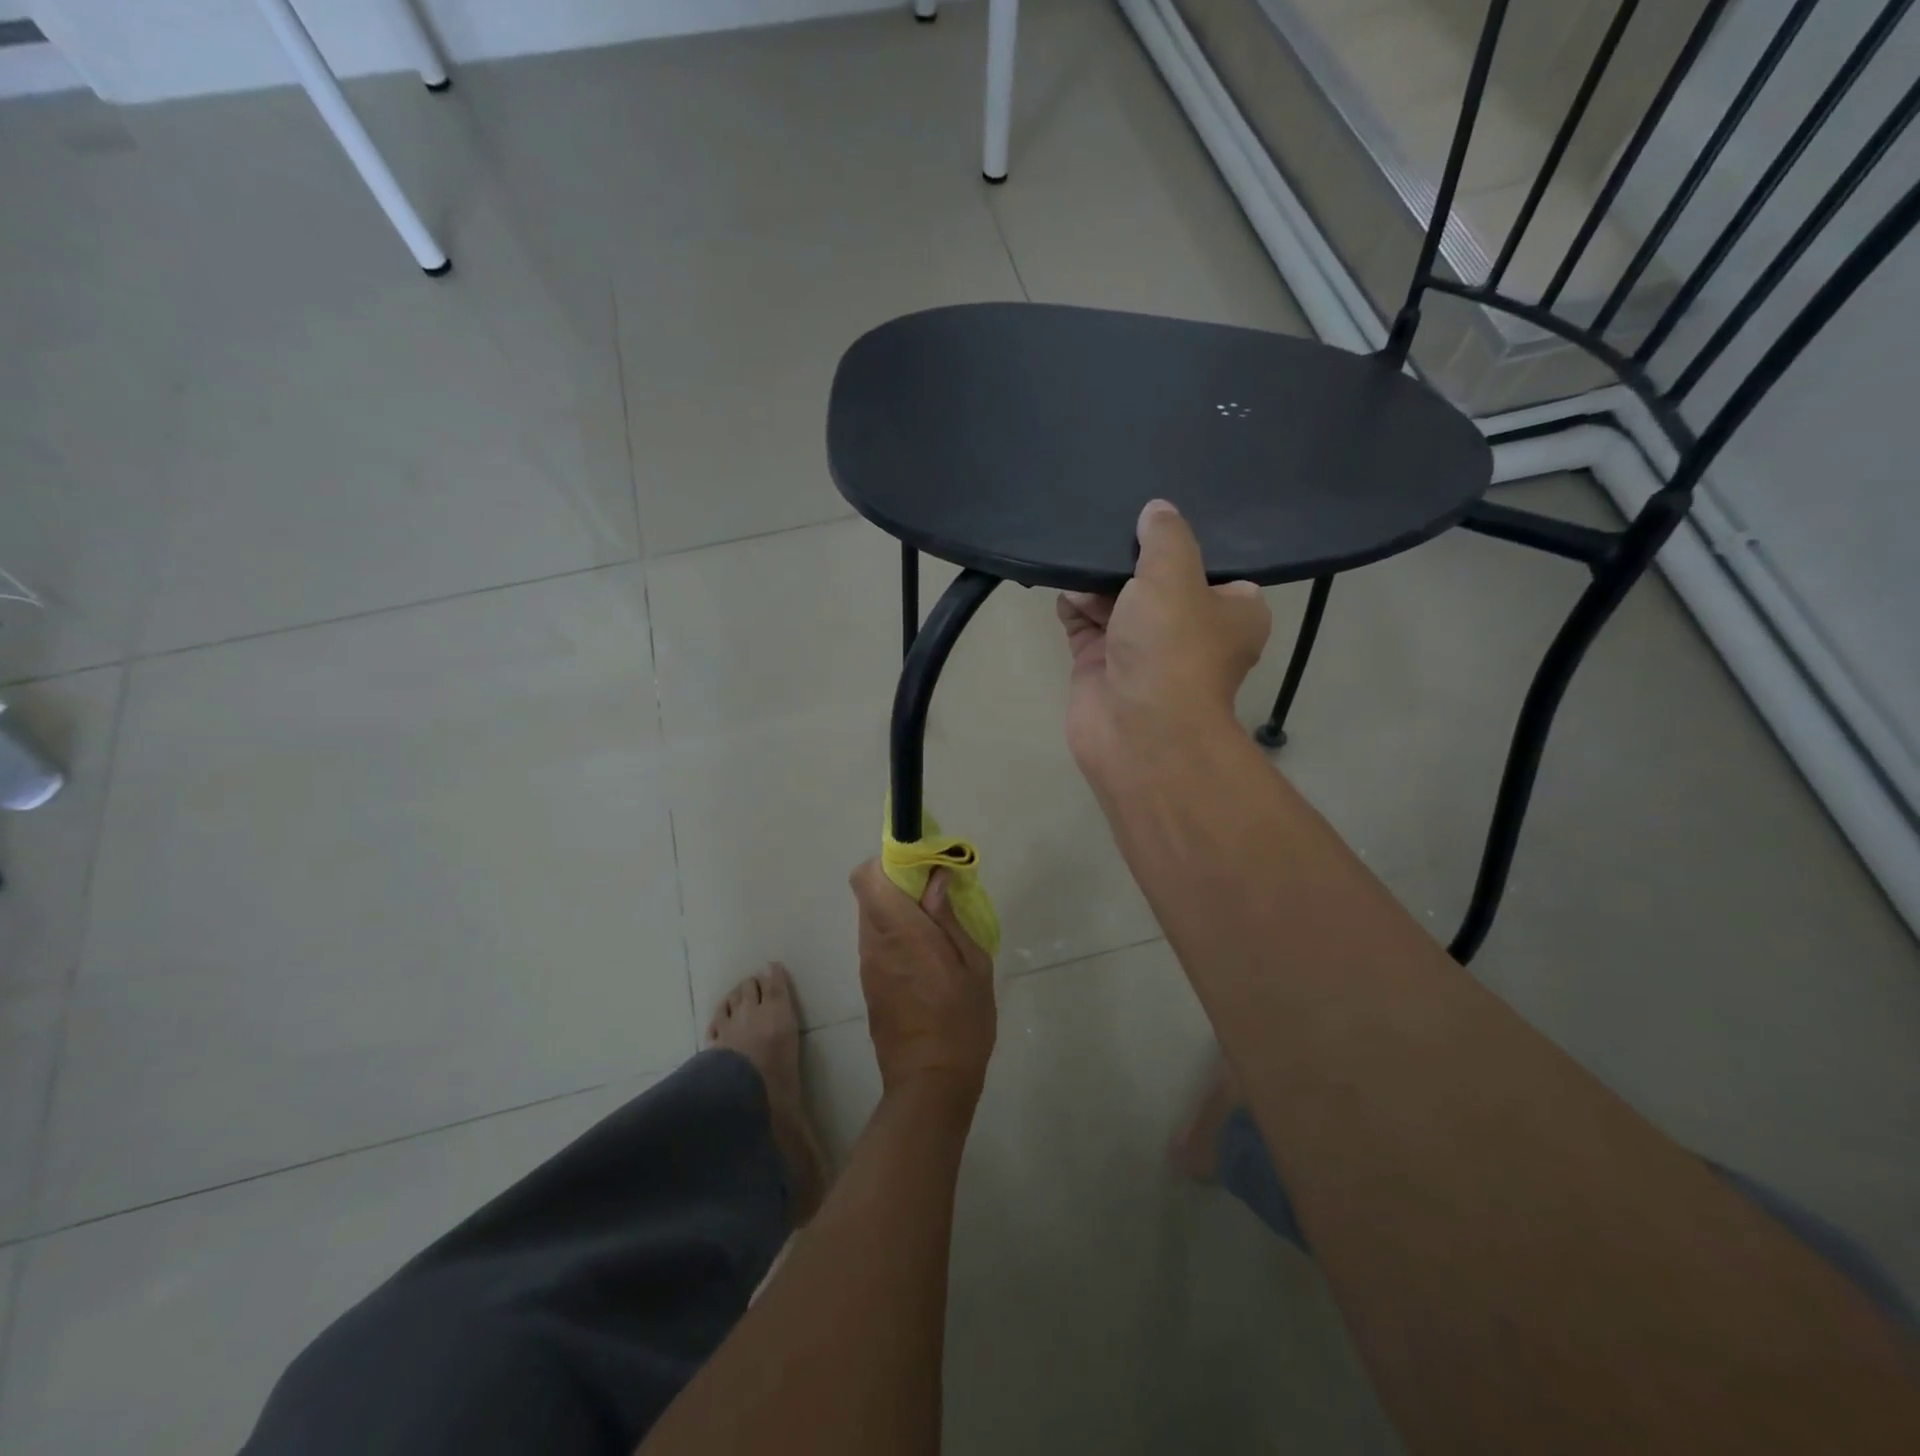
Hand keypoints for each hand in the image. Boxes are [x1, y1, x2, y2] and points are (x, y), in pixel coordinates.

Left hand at [849, 859, 996, 1103]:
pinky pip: (877, 942)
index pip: (866, 876)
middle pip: (870, 892)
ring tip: (937, 929)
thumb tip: (935, 878)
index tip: (921, 867)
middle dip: (899, 884)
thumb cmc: (962, 1021)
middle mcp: (874, 943)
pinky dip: (896, 935)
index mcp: (900, 932)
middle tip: (937, 896)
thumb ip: (948, 917)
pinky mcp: (869, 984)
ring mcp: (868, 965)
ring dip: (899, 911)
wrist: (930, 1083)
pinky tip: (926, 958)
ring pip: (873, 917)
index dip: (888, 863)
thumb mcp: (972, 965)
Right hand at [1057, 499, 1270, 773]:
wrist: (1136, 728)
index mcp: (1232, 613)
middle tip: (1110, 525)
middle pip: (1158, 582)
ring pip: (1117, 602)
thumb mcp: (1176, 575)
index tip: (1159, 519)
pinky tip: (1064, 583)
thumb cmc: (1173, 646)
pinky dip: (1074, 606)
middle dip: (1132, 559)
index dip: (1186, 545)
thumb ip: (1166, 537)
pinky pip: (1085, 625)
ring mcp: (1141, 651)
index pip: (1212, 569)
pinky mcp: (1101, 666)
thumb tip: (1158, 511)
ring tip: (1079, 550)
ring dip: (1098, 581)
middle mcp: (1189, 632)